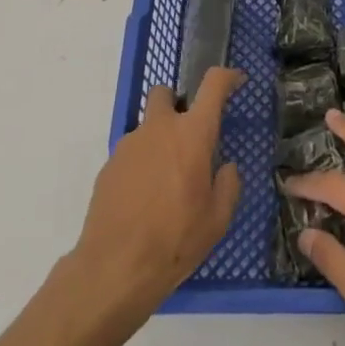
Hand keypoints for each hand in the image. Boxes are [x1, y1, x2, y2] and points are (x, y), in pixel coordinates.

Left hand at [71, 68, 244, 321]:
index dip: (227, 77)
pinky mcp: (108, 166)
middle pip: (164, 93)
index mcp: (192, 134)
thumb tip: (225, 168)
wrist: (114, 269)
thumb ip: (228, 185)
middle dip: (175, 105)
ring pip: (146, 128)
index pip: (213, 85)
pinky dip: (140, 167)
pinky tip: (143, 202)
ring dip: (157, 142)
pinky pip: (131, 155)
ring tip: (164, 185)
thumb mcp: (217, 220)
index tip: (236, 81)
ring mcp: (129, 145)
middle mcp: (159, 128)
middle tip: (186, 138)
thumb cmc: (175, 240)